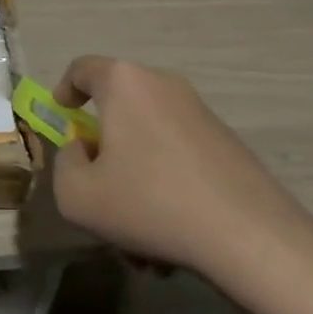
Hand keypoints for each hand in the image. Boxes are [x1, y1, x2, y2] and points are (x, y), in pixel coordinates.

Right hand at [50, 57, 312, 299]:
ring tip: (140, 245)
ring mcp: (200, 114)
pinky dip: (166, 190)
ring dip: (136, 184)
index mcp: (124, 82)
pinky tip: (172, 244)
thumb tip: (84, 152)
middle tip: (98, 193)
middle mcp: (163, 86)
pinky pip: (179, 159)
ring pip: (149, 144)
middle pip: (118, 112)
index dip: (65, 89)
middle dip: (104, 155)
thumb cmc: (149, 203)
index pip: (82, 69)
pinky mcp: (228, 145)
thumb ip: (64, 165)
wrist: (250, 238)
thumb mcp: (77, 196)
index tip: (62, 115)